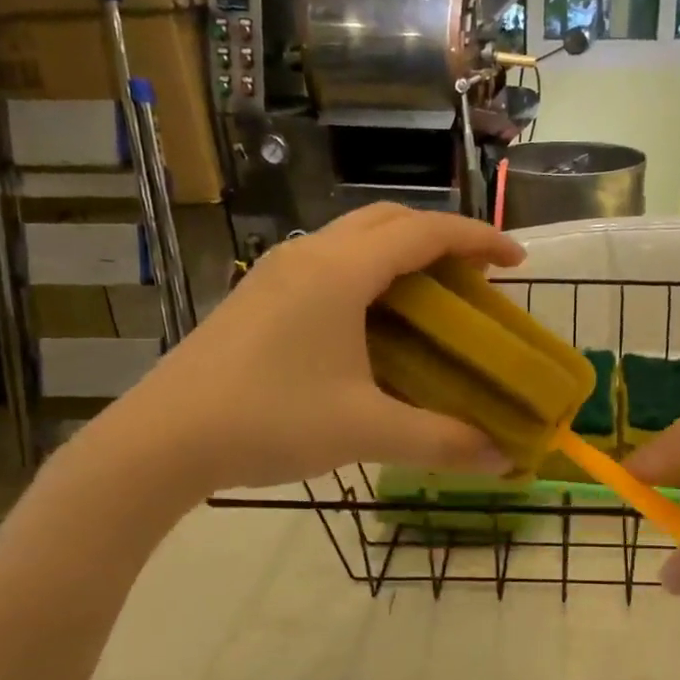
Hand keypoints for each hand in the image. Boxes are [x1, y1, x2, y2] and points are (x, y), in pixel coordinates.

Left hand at [96, 205, 522, 494]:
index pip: (425, 232)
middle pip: (389, 220)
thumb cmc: (270, 421)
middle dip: (441, 237)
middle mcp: (309, 254)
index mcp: (341, 271)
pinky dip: (368, 272)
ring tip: (432, 296)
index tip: (517, 261)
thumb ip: (441, 441)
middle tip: (476, 276)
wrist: (162, 439)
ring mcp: (277, 272)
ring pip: (354, 238)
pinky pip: (329, 261)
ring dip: (401, 252)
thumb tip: (503, 458)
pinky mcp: (258, 294)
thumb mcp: (366, 430)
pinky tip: (373, 321)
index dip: (479, 238)